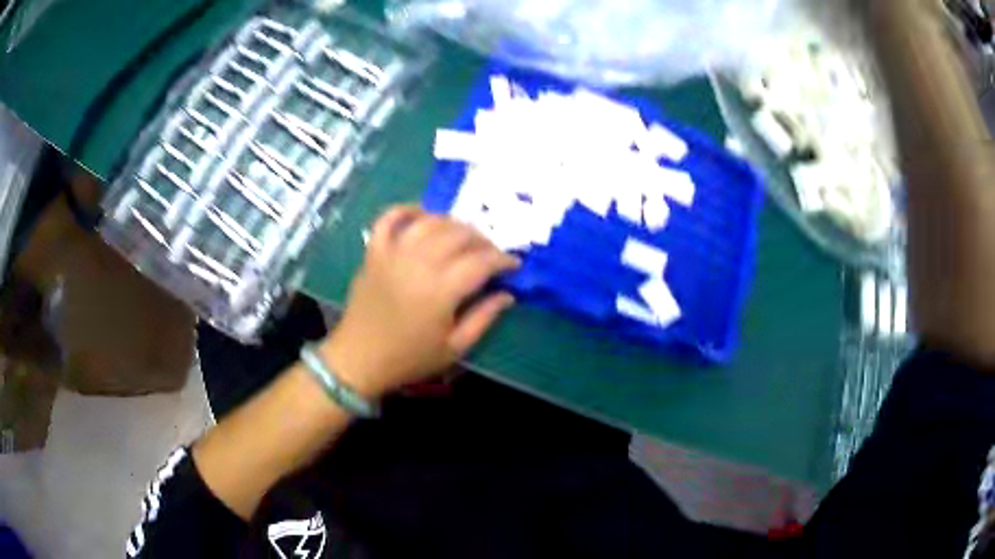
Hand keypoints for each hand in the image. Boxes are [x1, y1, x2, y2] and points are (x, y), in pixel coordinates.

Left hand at [320, 205, 519, 398]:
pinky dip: (407, 210)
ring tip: (462, 237)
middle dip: (482, 240)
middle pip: (459, 235)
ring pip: (430, 222)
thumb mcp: (454, 348)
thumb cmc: (409, 358)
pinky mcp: (374, 252)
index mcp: (441, 290)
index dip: (503, 260)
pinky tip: (422, 214)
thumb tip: (508, 295)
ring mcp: (393, 254)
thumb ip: (484, 318)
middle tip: (489, 254)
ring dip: (452, 223)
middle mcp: (418, 263)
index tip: (513, 265)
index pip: (481, 261)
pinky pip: (389, 219)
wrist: (359, 359)